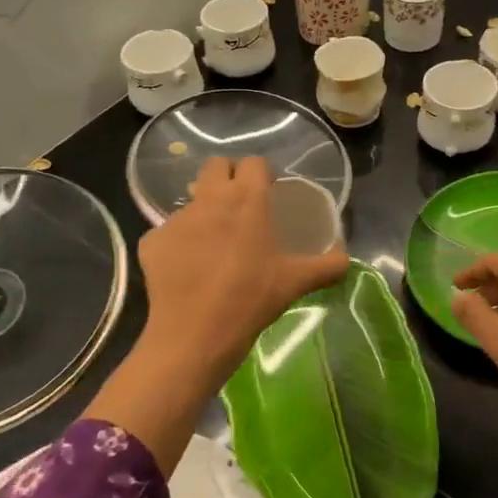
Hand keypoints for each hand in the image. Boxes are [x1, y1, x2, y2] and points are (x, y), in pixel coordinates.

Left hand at [138, 155, 347, 380]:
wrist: (195, 334)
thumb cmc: (252, 299)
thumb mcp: (296, 282)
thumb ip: (327, 266)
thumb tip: (346, 259)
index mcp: (247, 199)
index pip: (254, 162)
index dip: (263, 174)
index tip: (270, 192)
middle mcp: (209, 199)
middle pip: (215, 166)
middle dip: (228, 177)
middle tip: (241, 206)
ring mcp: (176, 219)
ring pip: (192, 201)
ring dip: (205, 212)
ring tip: (215, 244)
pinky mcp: (151, 241)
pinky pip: (169, 234)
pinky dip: (180, 245)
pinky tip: (189, 271)